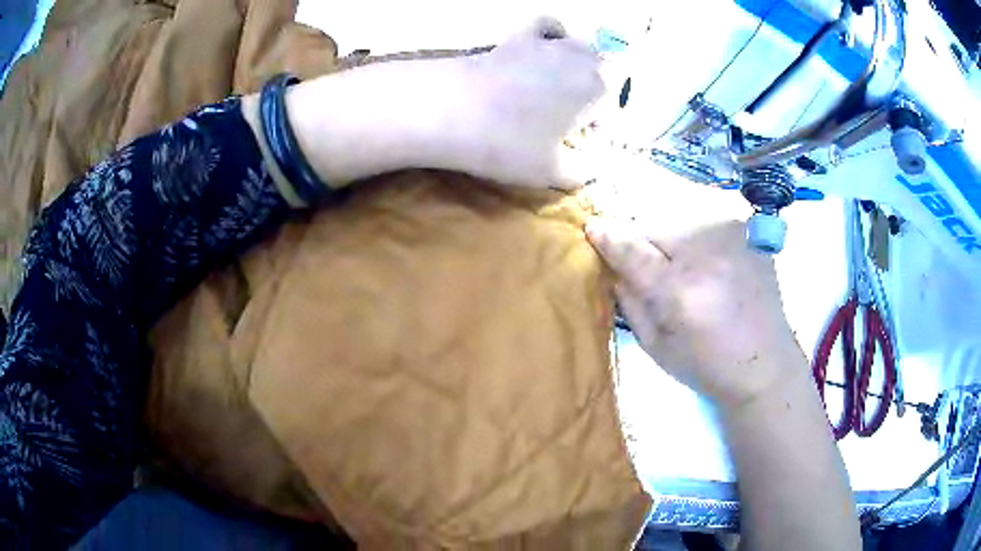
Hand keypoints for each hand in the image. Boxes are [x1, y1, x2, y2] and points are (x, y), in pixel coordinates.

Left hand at [246, 17, 601, 201]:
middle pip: (606, 73)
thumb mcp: (551, 171)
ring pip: (583, 47)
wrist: (450, 110)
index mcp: (599, 88)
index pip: (615, 109)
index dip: (602, 131)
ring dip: (582, 68)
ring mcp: (549, 43)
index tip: (581, 146)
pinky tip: (548, 45)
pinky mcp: (518, 37)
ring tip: (563, 91)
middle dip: (598, 98)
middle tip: (572, 122)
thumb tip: (591, 172)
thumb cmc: (508, 144)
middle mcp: (581, 57)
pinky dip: (554, 33)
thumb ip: (581, 173)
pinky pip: (546, 25)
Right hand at [586, 218, 806, 407]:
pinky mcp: (748, 232)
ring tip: (687, 273)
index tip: (592, 229)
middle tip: (652, 271)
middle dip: (644, 245)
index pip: (631, 248)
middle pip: (654, 228)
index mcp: (679, 290)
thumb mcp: (656, 346)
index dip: (608, 237)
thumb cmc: (707, 366)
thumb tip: (611, 266)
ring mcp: (732, 237)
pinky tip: (712, 268)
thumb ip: (630, 301)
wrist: (765, 364)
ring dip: (673, 242)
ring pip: (680, 222)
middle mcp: (706, 253)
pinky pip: (707, 226)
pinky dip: (699, 241)